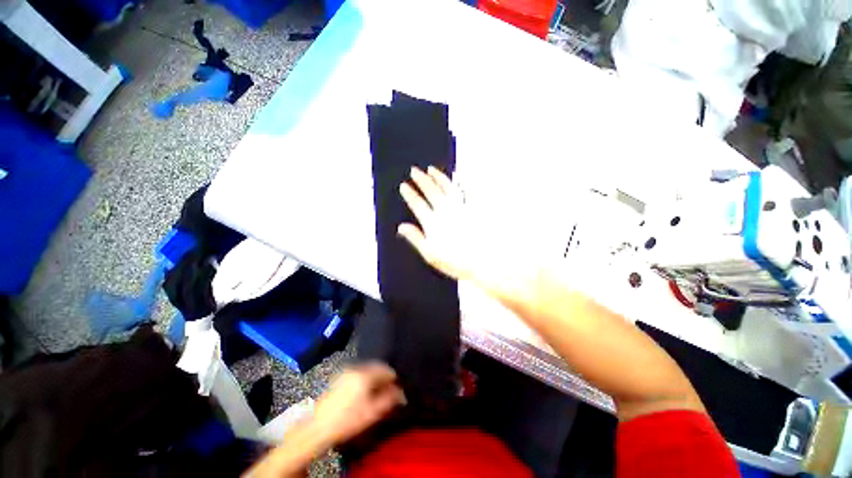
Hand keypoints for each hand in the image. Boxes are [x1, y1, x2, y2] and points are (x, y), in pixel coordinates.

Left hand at [312, 362, 405, 445]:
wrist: (317, 428)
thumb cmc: (347, 420)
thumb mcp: (372, 412)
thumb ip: (389, 399)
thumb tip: (401, 392)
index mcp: (365, 373)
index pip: (387, 370)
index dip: (395, 380)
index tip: (398, 390)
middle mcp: (356, 367)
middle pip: (376, 367)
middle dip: (384, 378)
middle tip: (388, 392)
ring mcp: (346, 371)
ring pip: (367, 370)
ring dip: (374, 378)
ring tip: (377, 393)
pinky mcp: (338, 378)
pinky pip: (357, 374)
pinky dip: (364, 380)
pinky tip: (363, 393)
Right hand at [398, 166, 477, 281]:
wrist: (482, 261)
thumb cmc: (456, 261)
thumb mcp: (430, 254)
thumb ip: (415, 238)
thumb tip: (401, 227)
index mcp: (433, 223)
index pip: (417, 204)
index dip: (410, 194)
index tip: (404, 185)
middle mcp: (445, 211)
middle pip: (431, 191)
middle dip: (421, 179)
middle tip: (414, 170)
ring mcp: (460, 208)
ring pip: (447, 187)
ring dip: (438, 176)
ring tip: (431, 169)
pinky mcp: (473, 209)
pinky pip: (465, 191)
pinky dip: (460, 182)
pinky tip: (457, 175)